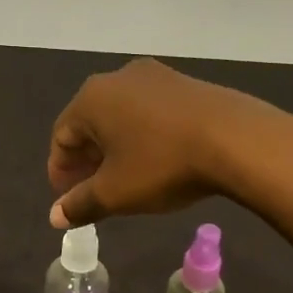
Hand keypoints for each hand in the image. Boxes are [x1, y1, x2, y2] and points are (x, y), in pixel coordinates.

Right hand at [47, 57, 292, 226]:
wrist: (236, 139)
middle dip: (87, 160)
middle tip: (93, 192)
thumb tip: (55, 216)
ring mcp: (155, 76)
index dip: (60, 171)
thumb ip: (81, 204)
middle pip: (90, 123)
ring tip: (126, 178)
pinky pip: (150, 111)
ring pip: (121, 116)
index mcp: (91, 98)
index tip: (68, 199)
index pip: (61, 136)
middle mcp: (118, 78)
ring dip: (116, 148)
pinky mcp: (186, 83)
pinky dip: (143, 135)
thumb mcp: (116, 193)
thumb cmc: (163, 164)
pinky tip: (158, 159)